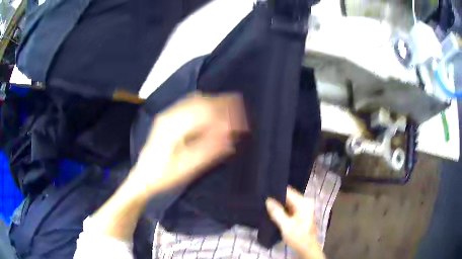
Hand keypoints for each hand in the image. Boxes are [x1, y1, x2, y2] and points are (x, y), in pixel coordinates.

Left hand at [132, 92, 247, 194]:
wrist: (142, 177)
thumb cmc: (163, 176)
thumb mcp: (186, 168)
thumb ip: (208, 151)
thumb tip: (230, 138)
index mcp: (173, 127)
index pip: (205, 113)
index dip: (226, 116)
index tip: (242, 125)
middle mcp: (170, 115)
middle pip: (201, 102)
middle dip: (224, 105)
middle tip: (242, 114)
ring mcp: (168, 115)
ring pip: (195, 100)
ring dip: (215, 103)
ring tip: (233, 109)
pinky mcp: (168, 118)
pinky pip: (189, 104)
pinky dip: (206, 104)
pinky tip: (214, 110)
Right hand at [266, 187, 325, 258]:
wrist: (307, 248)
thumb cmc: (298, 236)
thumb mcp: (286, 225)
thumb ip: (277, 212)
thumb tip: (268, 200)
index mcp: (304, 203)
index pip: (288, 191)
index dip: (276, 191)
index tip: (264, 193)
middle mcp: (305, 202)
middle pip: (288, 196)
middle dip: (276, 199)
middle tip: (263, 200)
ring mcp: (304, 208)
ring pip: (288, 202)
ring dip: (279, 205)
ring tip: (265, 205)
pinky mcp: (301, 213)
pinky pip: (290, 208)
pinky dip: (282, 209)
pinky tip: (273, 212)